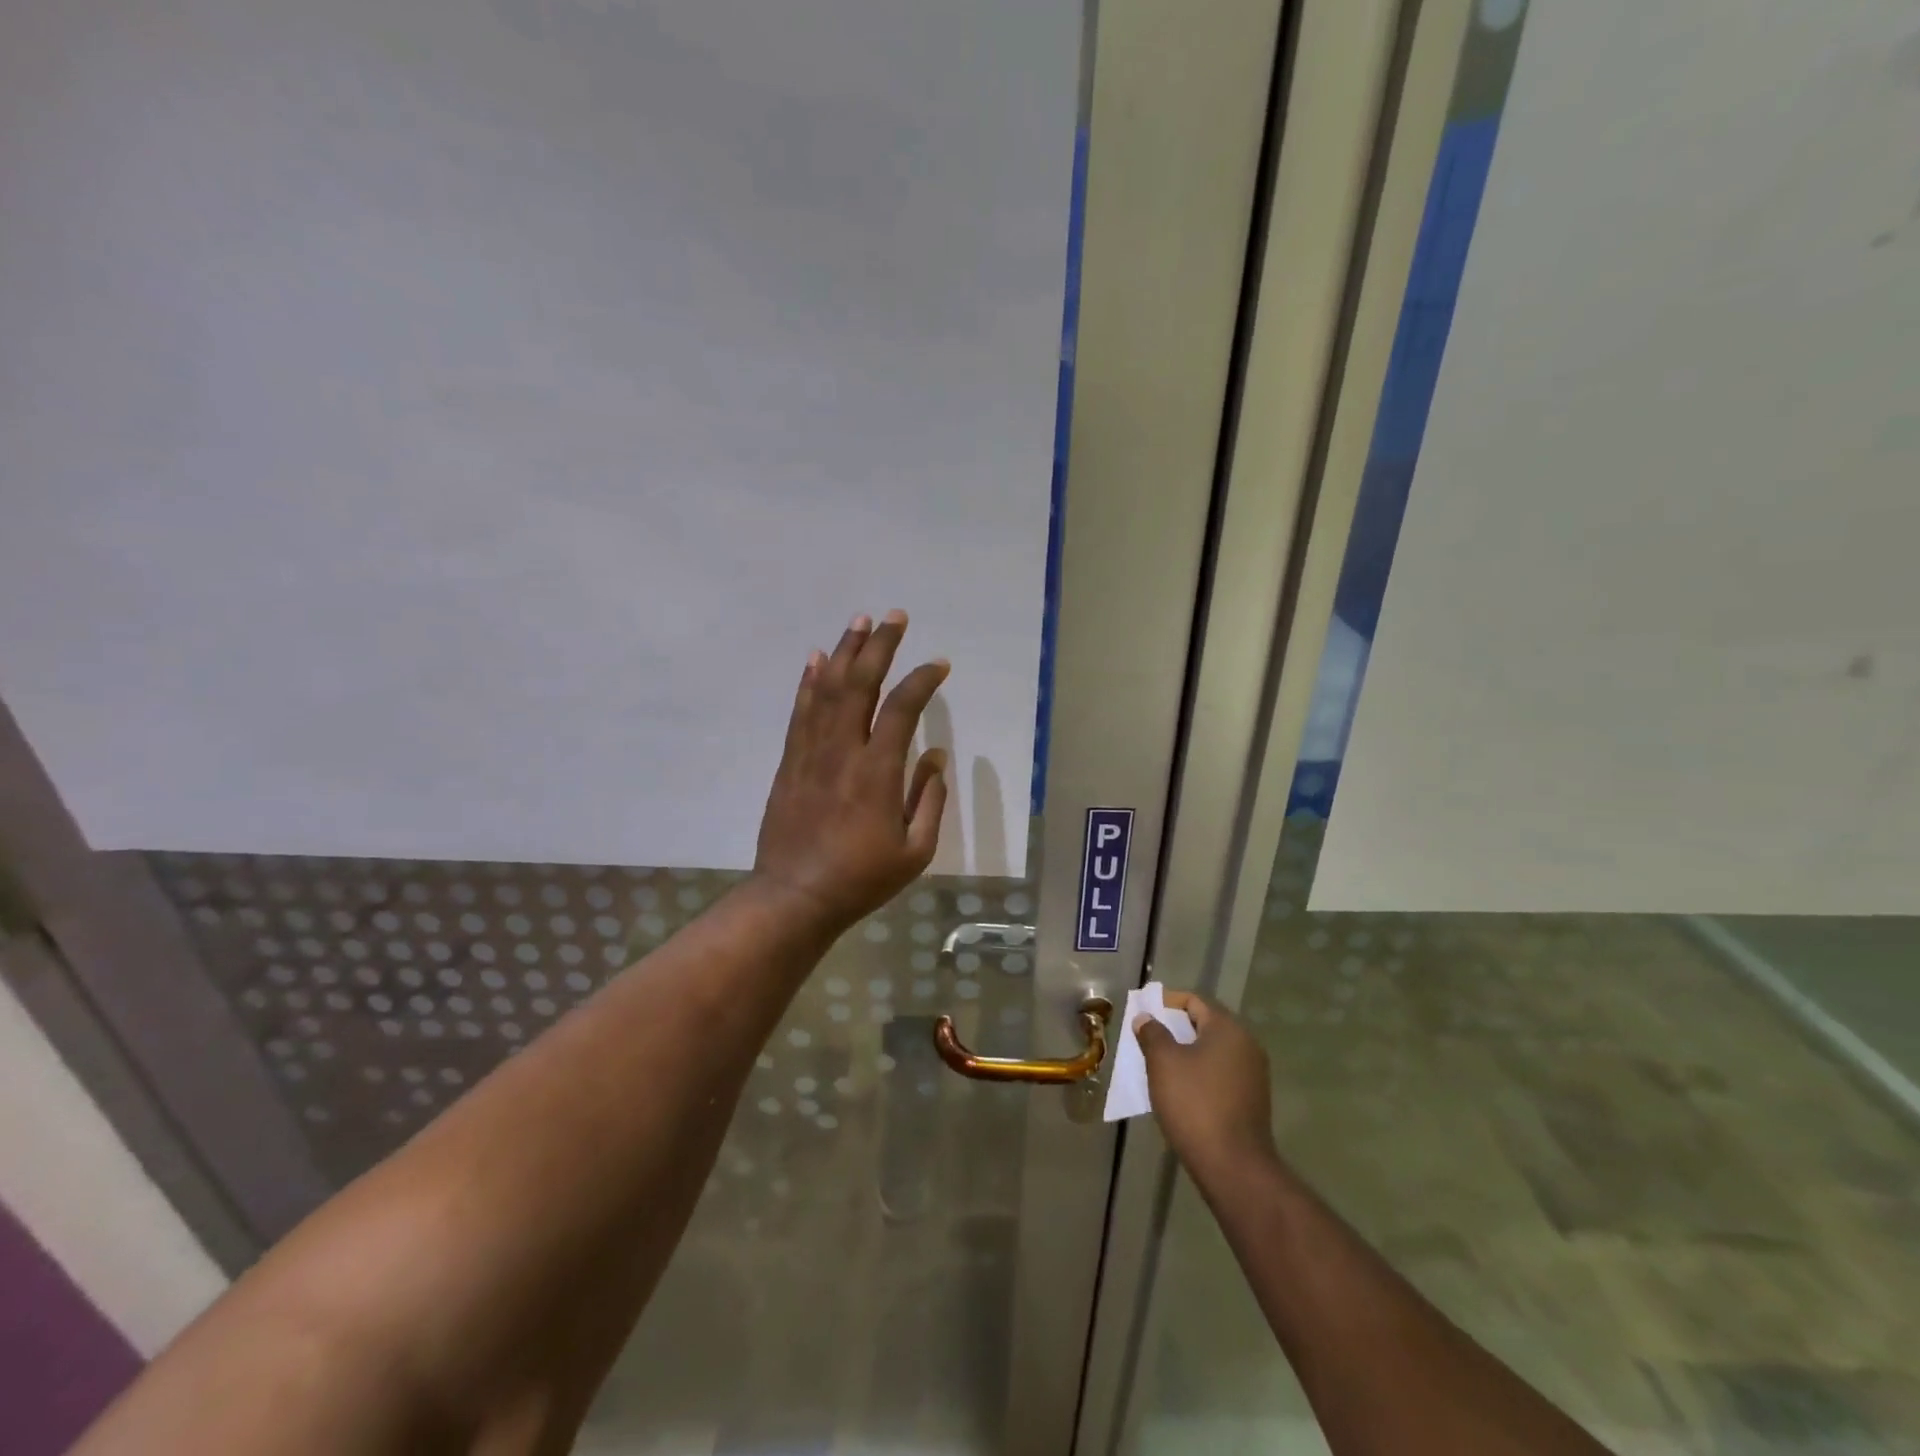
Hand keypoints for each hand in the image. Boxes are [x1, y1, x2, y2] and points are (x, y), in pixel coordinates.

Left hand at [753, 610, 949, 933]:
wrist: (794, 897)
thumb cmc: (861, 878)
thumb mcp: (915, 851)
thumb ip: (929, 799)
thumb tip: (934, 756)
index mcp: (878, 771)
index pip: (904, 708)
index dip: (923, 680)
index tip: (939, 665)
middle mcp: (843, 750)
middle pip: (861, 683)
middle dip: (880, 645)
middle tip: (895, 616)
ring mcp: (811, 753)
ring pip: (827, 689)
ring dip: (845, 651)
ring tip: (859, 621)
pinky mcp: (790, 762)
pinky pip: (800, 711)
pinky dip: (809, 681)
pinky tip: (816, 658)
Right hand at [1136, 991, 1276, 1186]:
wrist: (1233, 1166)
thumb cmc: (1194, 1103)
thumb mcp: (1163, 1062)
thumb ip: (1152, 1033)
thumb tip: (1146, 1018)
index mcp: (1228, 1029)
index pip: (1194, 1001)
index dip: (1166, 1002)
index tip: (1144, 1012)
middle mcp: (1246, 1045)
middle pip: (1205, 1024)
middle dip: (1175, 1028)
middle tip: (1147, 1037)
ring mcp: (1253, 1074)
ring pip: (1212, 1051)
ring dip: (1186, 1052)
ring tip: (1159, 1064)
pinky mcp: (1252, 1100)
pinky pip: (1221, 1073)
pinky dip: (1200, 1073)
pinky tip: (1180, 1089)